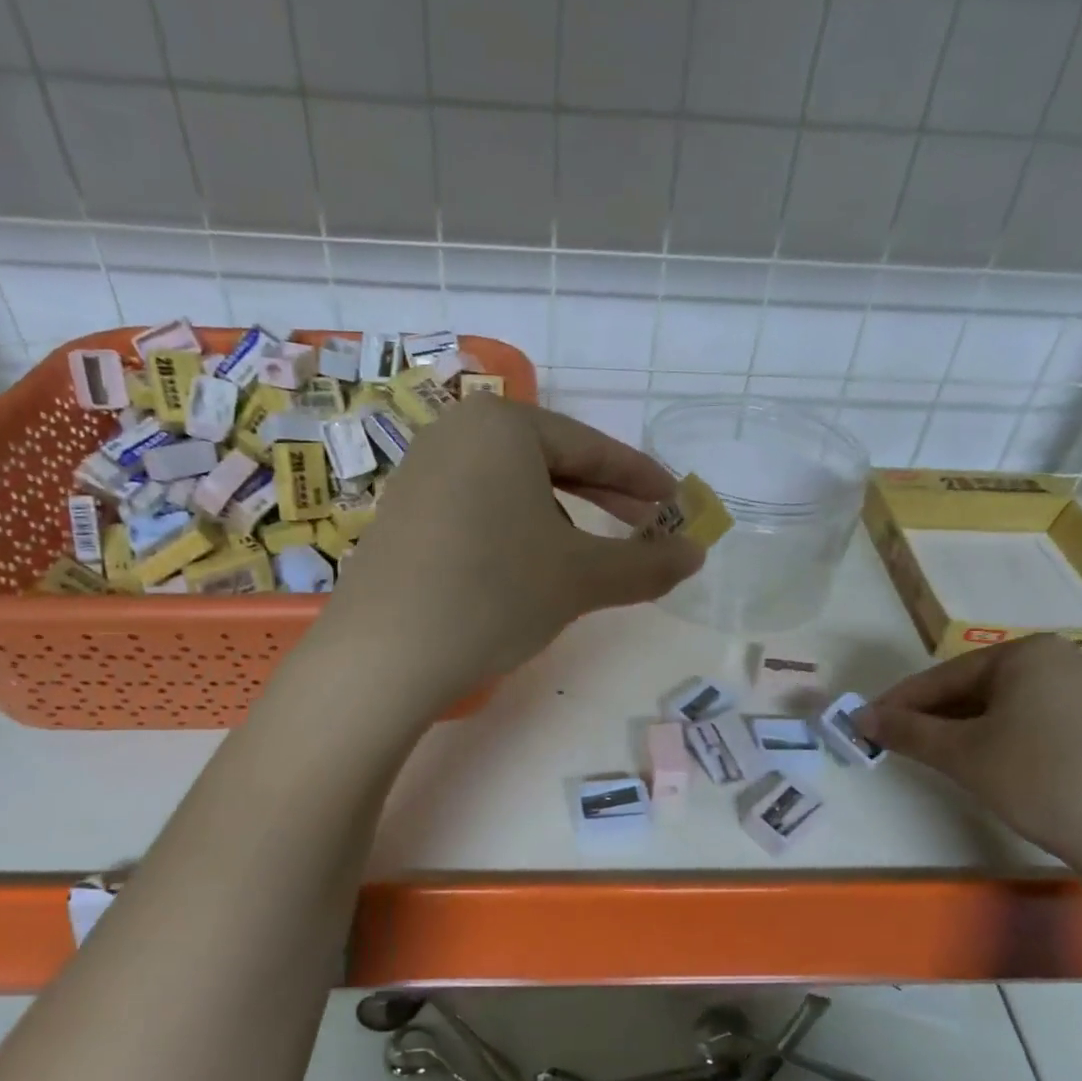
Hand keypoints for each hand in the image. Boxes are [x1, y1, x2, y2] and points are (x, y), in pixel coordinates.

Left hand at [324, 398, 703, 710]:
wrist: (384, 655)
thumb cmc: (495, 593)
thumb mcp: (581, 577)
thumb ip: (647, 563)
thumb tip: (697, 554)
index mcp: (502, 425)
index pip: (592, 448)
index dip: (642, 478)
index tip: (677, 502)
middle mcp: (457, 433)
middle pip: (551, 462)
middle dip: (603, 498)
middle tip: (645, 526)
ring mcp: (422, 471)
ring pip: (514, 487)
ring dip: (561, 518)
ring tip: (586, 558)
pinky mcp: (403, 512)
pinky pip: (479, 507)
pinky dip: (517, 531)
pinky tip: (527, 567)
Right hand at [854, 635, 1081, 869]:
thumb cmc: (1040, 778)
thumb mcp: (962, 754)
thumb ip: (906, 731)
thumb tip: (859, 717)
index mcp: (1026, 652)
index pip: (944, 675)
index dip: (900, 702)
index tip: (866, 723)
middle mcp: (1059, 660)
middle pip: (974, 687)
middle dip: (932, 717)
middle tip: (896, 743)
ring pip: (1002, 706)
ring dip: (962, 729)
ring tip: (935, 756)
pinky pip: (1032, 721)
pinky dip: (999, 738)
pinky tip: (986, 764)